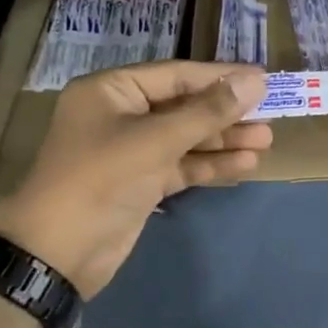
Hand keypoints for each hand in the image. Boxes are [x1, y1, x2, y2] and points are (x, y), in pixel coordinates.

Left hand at [0, 61, 270, 297]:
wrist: (57, 252)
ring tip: (266, 141)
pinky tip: (244, 165)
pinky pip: (181, 165)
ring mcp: (131, 151)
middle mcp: (121, 115)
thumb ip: (208, 111)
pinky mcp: (140, 183)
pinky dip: (209, 165)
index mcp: (112, 91)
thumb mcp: (156, 140)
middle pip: (183, 106)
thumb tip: (255, 80)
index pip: (176, 75)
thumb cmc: (101, 179)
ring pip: (185, 138)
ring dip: (223, 140)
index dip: (220, 77)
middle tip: (269, 114)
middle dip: (225, 112)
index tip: (262, 79)